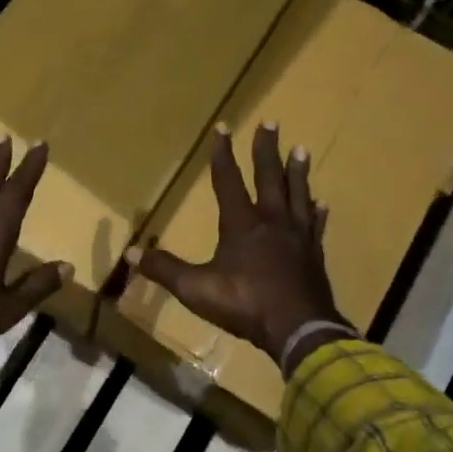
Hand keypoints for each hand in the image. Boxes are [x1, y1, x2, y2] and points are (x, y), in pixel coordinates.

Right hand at [132, 123, 350, 362]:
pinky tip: (321, 203)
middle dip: (266, 150)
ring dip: (298, 172)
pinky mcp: (314, 256)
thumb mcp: (196, 288)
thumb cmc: (245, 304)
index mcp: (241, 224)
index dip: (223, 154)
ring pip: (298, 195)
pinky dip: (317, 213)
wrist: (299, 330)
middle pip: (269, 178)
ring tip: (301, 150)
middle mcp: (271, 222)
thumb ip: (164, 269)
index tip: (224, 127)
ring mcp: (297, 238)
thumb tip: (130, 253)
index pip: (229, 181)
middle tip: (271, 121)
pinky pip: (315, 227)